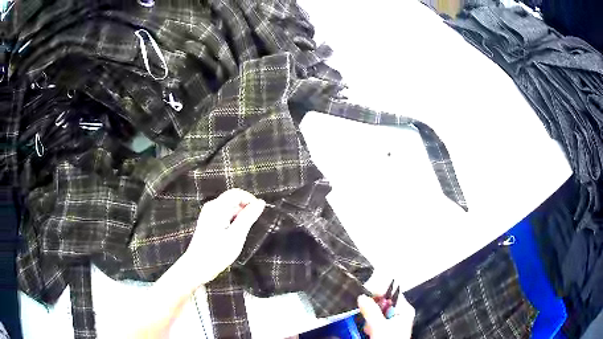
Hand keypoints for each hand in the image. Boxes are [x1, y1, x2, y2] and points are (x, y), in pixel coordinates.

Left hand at [183, 188, 265, 284]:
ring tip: (242, 233)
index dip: (250, 200)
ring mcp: (209, 215)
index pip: (237, 193)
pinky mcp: (209, 222)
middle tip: (251, 227)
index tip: (259, 213)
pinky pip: (225, 215)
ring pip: (230, 208)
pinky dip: (233, 222)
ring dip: (240, 217)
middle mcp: (211, 207)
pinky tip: (234, 235)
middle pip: (233, 200)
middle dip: (245, 210)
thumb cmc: (217, 253)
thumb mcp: (236, 236)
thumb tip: (261, 202)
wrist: (197, 267)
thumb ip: (248, 217)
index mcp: (217, 207)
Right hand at [358, 294, 414, 337]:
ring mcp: (393, 324)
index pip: (392, 293)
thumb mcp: (379, 326)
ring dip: (370, 319)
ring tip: (368, 327)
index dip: (379, 292)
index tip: (365, 294)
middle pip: (383, 304)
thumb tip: (362, 296)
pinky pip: (376, 323)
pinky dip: (370, 325)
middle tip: (365, 314)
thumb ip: (371, 310)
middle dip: (372, 309)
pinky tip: (368, 332)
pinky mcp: (386, 331)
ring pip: (377, 314)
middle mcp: (401, 315)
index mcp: (405, 310)